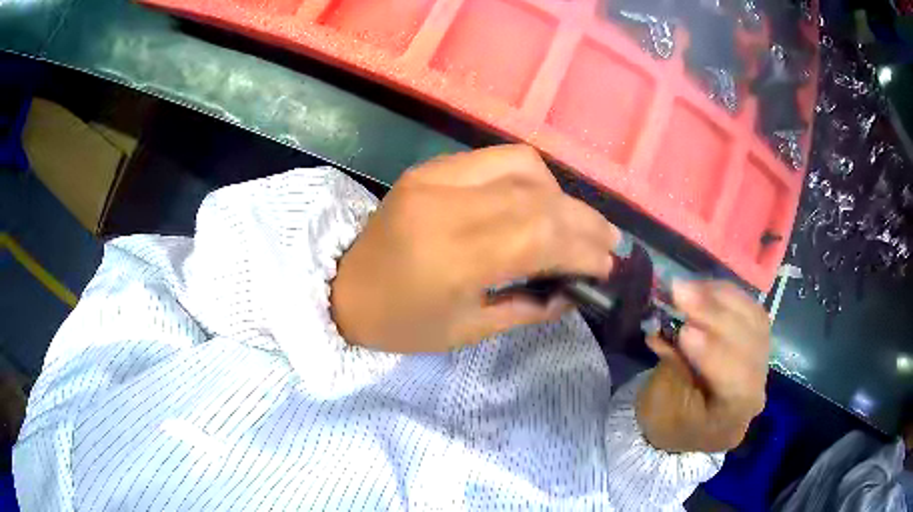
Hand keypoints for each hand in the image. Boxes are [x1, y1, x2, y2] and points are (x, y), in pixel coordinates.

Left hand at [331, 145, 619, 352]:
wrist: (341, 288)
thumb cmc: (401, 324)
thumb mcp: (466, 331)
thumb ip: (528, 308)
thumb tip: (574, 290)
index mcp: (451, 258)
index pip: (540, 237)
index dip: (584, 249)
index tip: (609, 267)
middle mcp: (447, 206)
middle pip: (539, 199)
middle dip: (585, 221)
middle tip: (610, 243)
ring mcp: (435, 178)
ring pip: (524, 167)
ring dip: (563, 196)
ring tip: (579, 224)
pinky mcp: (430, 168)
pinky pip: (496, 158)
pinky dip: (532, 176)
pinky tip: (540, 200)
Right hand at [636, 281, 769, 452]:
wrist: (687, 426)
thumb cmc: (669, 422)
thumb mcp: (661, 407)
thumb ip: (671, 367)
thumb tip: (665, 329)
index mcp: (734, 417)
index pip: (736, 383)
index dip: (713, 354)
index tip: (684, 331)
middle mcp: (757, 387)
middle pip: (750, 345)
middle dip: (715, 314)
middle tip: (679, 291)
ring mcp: (761, 361)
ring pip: (754, 321)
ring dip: (721, 298)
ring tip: (688, 287)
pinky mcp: (756, 340)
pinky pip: (749, 310)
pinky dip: (727, 296)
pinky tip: (704, 288)